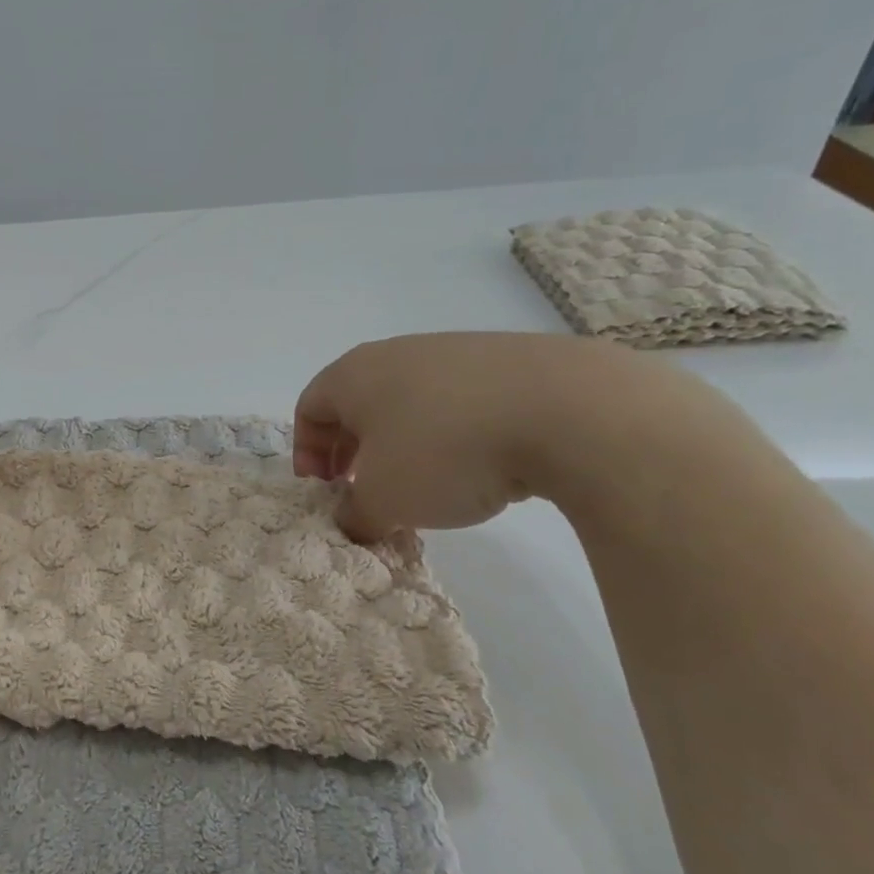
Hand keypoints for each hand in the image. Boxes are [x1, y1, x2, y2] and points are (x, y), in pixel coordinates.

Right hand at [294, 332, 630, 538]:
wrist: (567, 410)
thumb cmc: (444, 451)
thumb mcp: (383, 500)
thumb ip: (355, 515)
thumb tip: (354, 520)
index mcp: (354, 375)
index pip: (309, 407)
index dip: (305, 451)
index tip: (322, 489)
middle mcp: (397, 354)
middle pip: (356, 403)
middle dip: (350, 449)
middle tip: (360, 488)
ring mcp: (455, 352)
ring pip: (408, 401)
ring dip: (399, 443)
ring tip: (420, 482)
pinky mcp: (507, 362)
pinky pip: (456, 401)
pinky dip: (448, 433)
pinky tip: (475, 465)